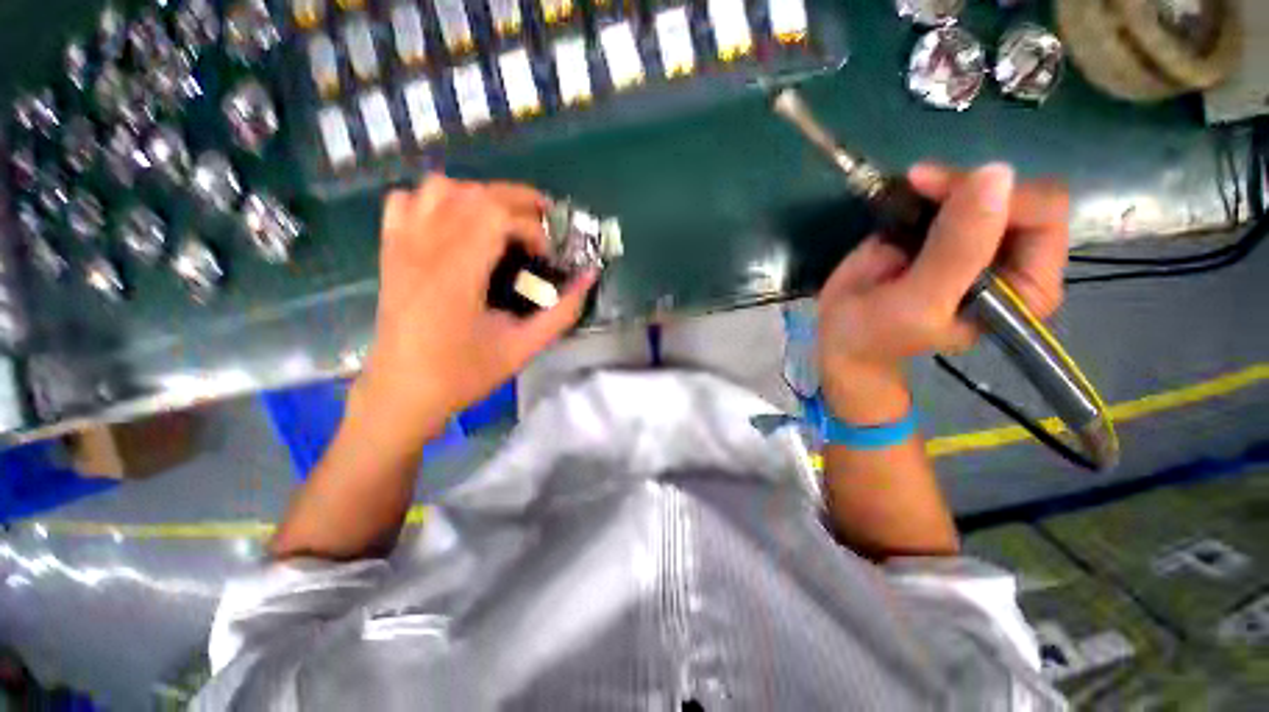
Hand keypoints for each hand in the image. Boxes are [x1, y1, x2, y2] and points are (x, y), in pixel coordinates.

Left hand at [354, 175, 595, 445]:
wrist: (404, 392)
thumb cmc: (464, 374)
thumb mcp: (523, 348)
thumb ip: (561, 312)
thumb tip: (589, 278)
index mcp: (456, 275)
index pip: (496, 216)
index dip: (532, 227)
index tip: (548, 254)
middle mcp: (425, 249)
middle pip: (473, 193)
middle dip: (517, 199)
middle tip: (544, 221)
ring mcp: (402, 247)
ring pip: (439, 189)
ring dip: (479, 196)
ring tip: (503, 221)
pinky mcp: (390, 253)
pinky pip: (406, 202)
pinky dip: (435, 201)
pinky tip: (455, 225)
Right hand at [817, 163, 1068, 423]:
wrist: (841, 335)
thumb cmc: (878, 333)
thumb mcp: (918, 302)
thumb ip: (957, 250)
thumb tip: (997, 174)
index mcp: (1024, 286)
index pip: (1044, 219)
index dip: (997, 199)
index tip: (942, 195)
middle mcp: (1012, 257)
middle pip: (1017, 193)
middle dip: (968, 186)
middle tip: (921, 185)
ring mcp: (975, 239)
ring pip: (984, 185)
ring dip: (947, 182)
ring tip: (911, 186)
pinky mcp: (941, 228)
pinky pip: (951, 191)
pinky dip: (929, 185)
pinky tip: (906, 191)